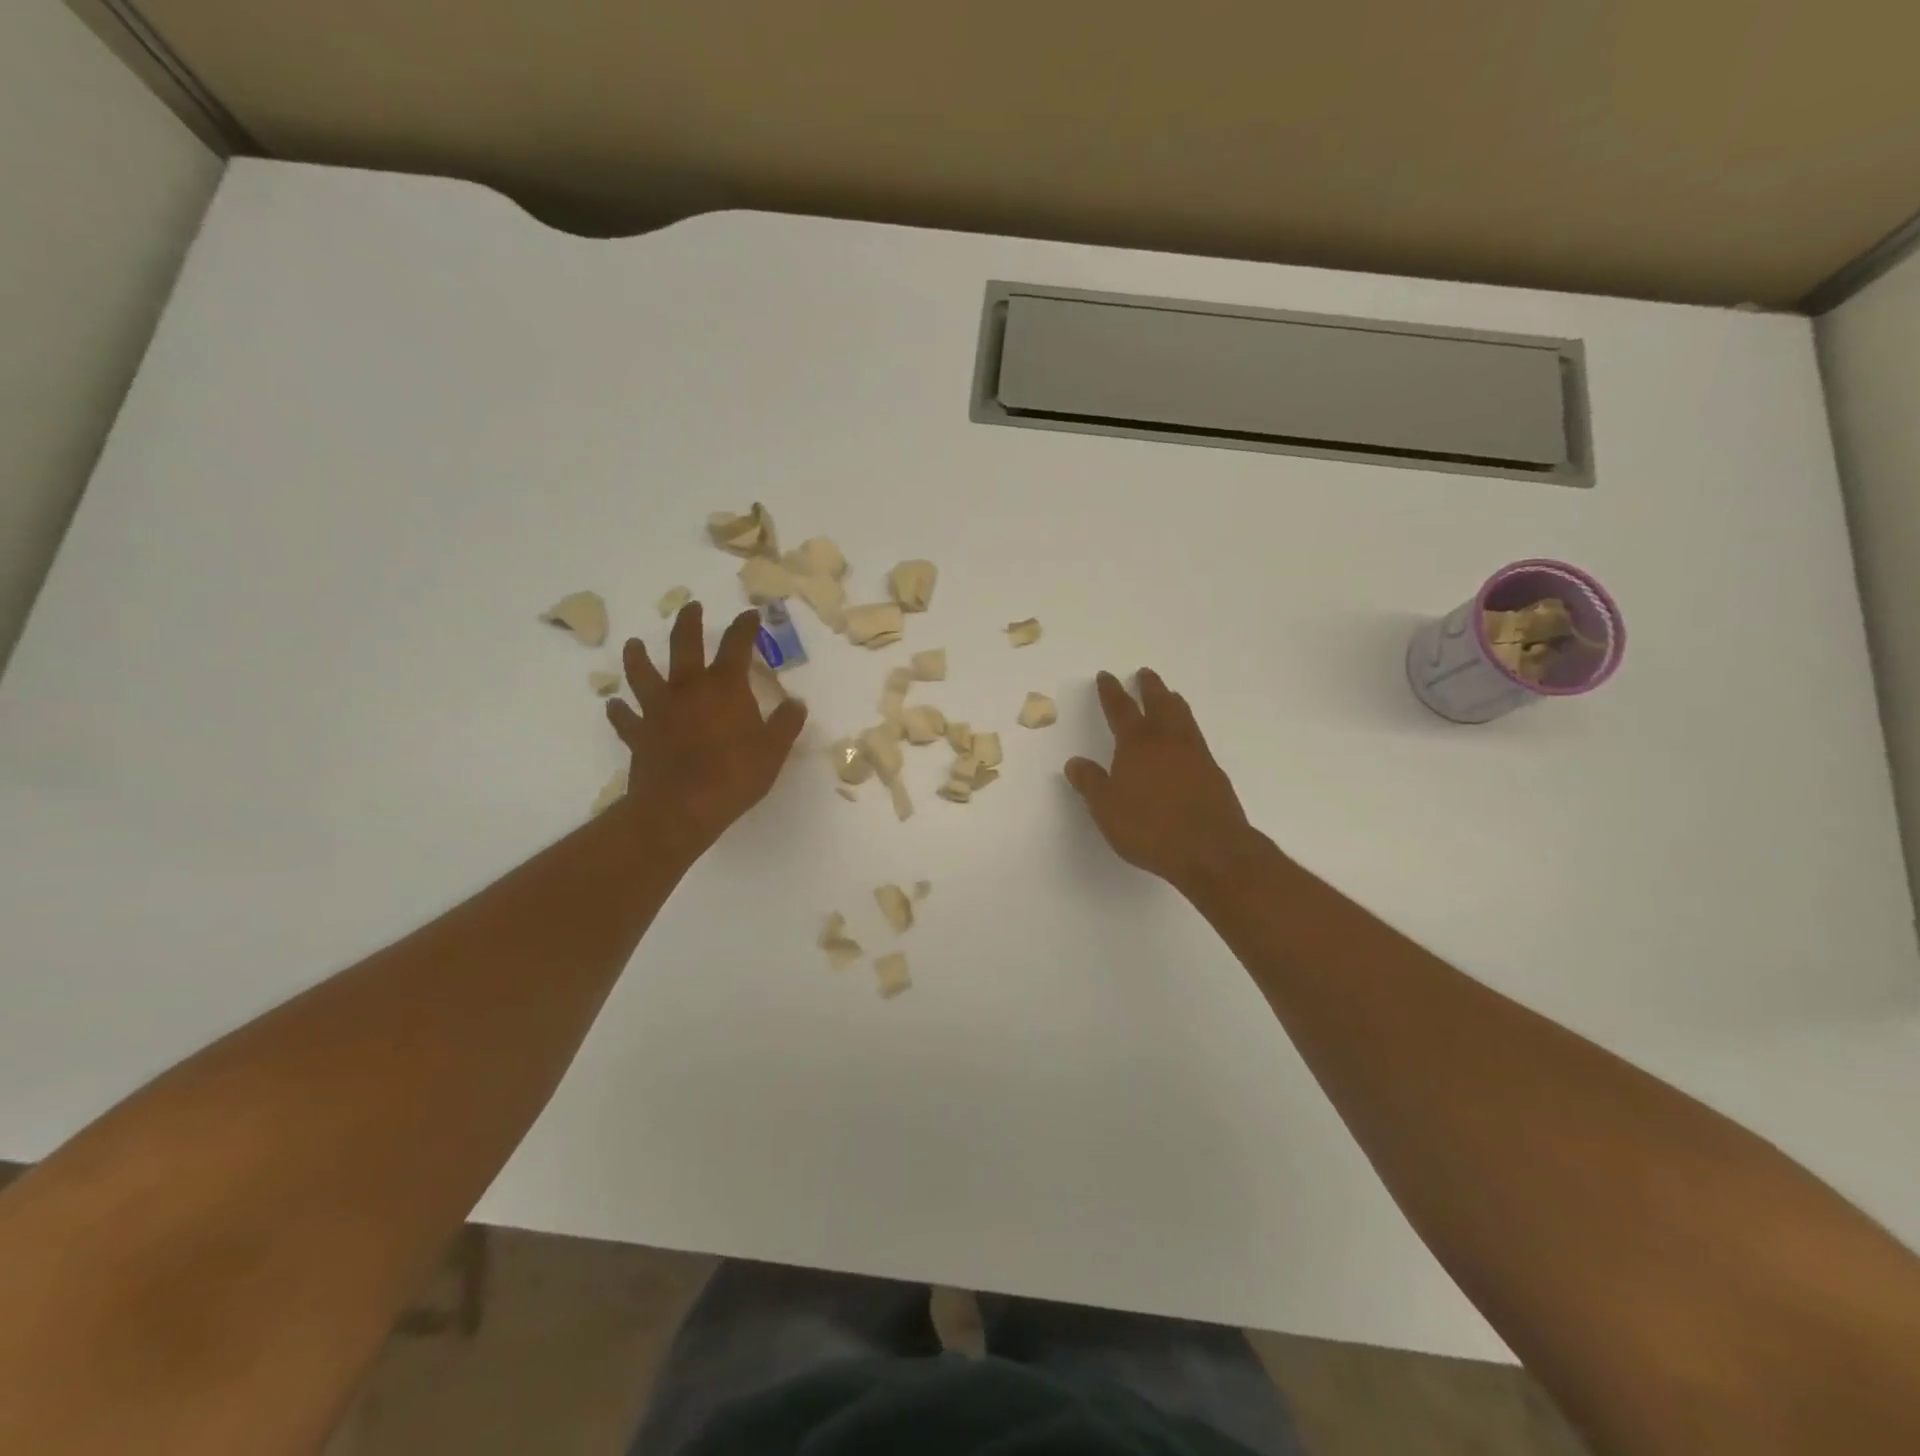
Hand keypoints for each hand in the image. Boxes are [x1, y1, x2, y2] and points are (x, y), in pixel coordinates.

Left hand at [606, 602, 806, 857]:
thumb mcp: (774, 750)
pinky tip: (615, 705)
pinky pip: (624, 718)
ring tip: (634, 644)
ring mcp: (658, 709)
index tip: (750, 614)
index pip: (736, 645)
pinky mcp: (638, 734)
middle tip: (691, 606)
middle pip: (684, 645)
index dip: (745, 627)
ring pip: (642, 674)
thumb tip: (796, 703)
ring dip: (638, 657)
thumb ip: (786, 723)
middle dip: (689, 622)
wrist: (682, 807)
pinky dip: (619, 710)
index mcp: (724, 687)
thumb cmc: (735, 774)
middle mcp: (688, 688)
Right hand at [1065, 669, 1263, 895]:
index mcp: (1136, 744)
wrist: (1211, 849)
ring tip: (1169, 694)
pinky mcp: (1213, 772)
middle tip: (1144, 673)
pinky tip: (1187, 738)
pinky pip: (1197, 737)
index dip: (1111, 692)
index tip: (1106, 676)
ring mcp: (1195, 754)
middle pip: (1158, 703)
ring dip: (1172, 701)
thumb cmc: (1150, 828)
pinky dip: (1188, 727)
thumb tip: (1075, 762)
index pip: (1120, 709)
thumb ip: (1090, 783)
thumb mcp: (1106, 808)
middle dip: (1149, 687)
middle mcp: (1167, 740)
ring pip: (1182, 716)